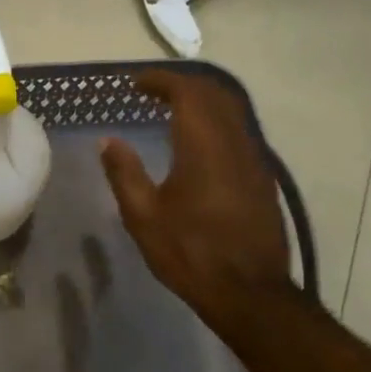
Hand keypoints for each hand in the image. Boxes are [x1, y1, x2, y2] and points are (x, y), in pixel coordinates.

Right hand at [100, 70, 293, 316]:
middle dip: (182, 85)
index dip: (160, 81)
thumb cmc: (190, 252)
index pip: (187, 92)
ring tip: (171, 112)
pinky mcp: (262, 178)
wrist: (249, 291)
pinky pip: (239, 132)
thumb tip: (107, 141)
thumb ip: (124, 173)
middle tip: (151, 92)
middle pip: (214, 94)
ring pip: (231, 112)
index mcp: (203, 145)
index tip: (135, 84)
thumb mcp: (144, 216)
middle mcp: (234, 142)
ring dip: (202, 102)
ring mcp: (254, 159)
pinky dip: (216, 123)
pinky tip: (197, 144)